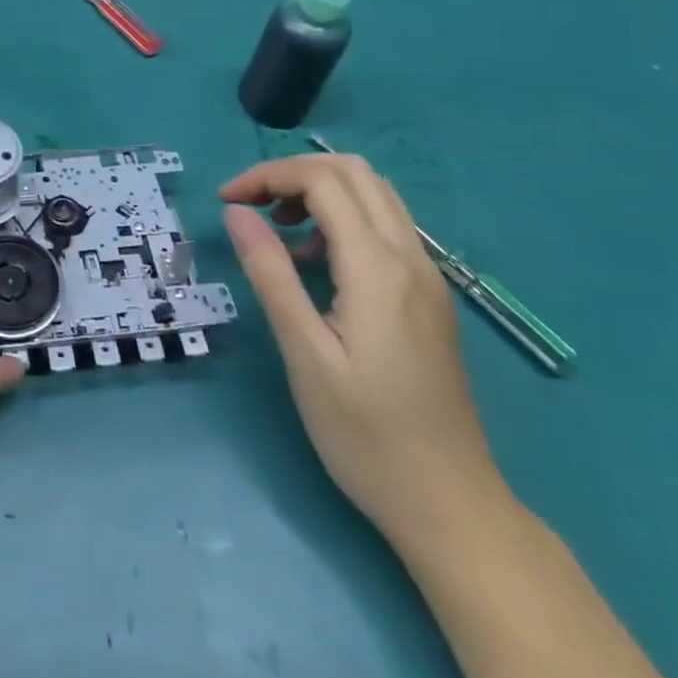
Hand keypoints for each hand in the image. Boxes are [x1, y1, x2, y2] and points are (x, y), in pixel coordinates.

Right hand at [219, 153, 505, 543]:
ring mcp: (427, 276)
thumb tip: (237, 212)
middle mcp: (410, 258)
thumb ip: (270, 272)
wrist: (450, 506)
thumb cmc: (366, 436)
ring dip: (320, 190)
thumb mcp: (304, 354)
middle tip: (251, 204)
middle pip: (353, 171)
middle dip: (293, 172)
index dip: (267, 176)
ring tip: (279, 229)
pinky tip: (316, 261)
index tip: (226, 200)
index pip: (322, 180)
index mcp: (378, 268)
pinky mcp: (428, 295)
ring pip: (374, 193)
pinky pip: (385, 225)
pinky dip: (343, 217)